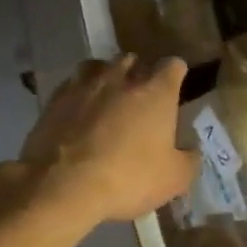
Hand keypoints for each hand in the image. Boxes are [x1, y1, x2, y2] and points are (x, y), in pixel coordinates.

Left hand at [17, 55, 195, 225]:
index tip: (175, 88)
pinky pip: (72, 85)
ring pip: (98, 66)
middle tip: (140, 98)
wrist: (62, 186)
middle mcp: (121, 78)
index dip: (176, 74)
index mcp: (156, 92)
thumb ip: (190, 159)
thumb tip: (191, 149)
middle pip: (133, 60)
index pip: (173, 65)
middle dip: (138, 74)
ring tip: (106, 98)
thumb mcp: (174, 179)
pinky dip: (79, 94)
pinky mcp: (55, 99)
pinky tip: (79, 112)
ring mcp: (85, 85)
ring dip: (106, 77)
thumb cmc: (128, 178)